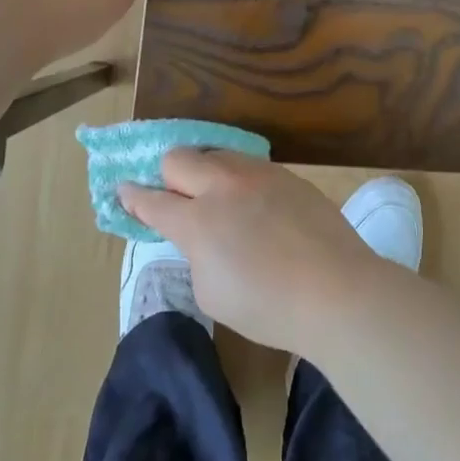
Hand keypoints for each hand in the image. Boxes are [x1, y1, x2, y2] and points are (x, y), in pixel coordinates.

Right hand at [119, 150, 383, 353]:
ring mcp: (259, 175)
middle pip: (179, 157)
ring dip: (207, 171)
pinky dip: (240, 180)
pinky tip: (255, 205)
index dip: (133, 198)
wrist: (335, 289)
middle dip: (168, 174)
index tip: (124, 191)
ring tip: (218, 198)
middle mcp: (223, 186)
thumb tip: (201, 235)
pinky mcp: (288, 175)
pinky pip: (251, 166)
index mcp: (197, 220)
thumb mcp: (210, 291)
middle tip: (176, 197)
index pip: (152, 200)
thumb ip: (195, 252)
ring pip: (218, 154)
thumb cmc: (267, 306)